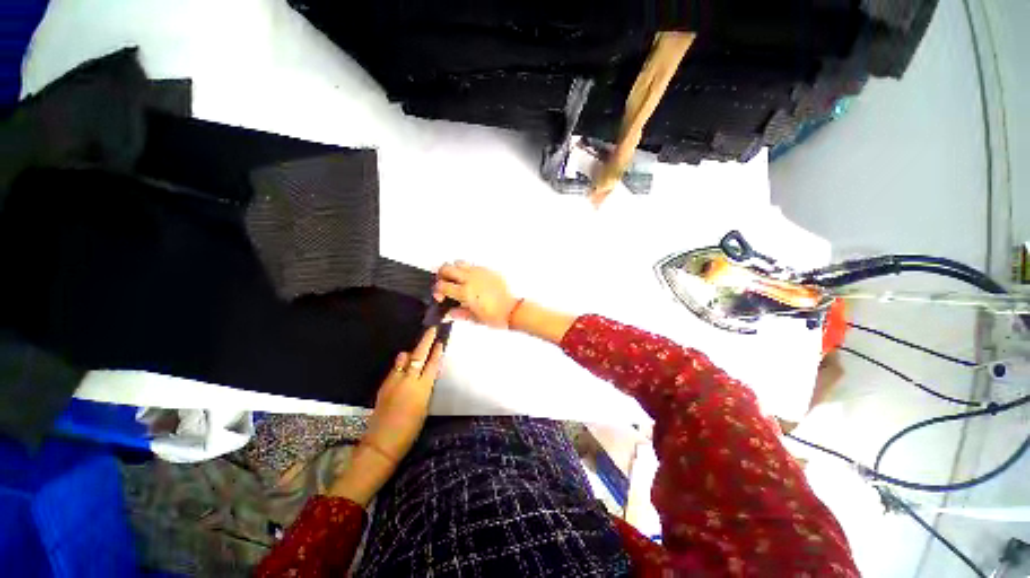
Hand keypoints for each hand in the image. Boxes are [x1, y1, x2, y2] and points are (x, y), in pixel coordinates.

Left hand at [328, 327, 443, 505]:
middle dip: (426, 341)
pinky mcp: (384, 386)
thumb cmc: (410, 430)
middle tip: (432, 330)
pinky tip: (402, 364)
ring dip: (411, 353)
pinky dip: (401, 364)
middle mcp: (409, 381)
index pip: (432, 364)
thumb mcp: (423, 407)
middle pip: (419, 356)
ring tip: (416, 349)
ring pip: (404, 360)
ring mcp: (394, 382)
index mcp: (423, 388)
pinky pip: (395, 369)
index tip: (440, 341)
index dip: (437, 352)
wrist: (382, 443)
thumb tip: (423, 373)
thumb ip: (423, 387)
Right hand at [434, 261, 518, 328]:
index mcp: (464, 292)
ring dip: (454, 269)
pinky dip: (468, 270)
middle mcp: (470, 279)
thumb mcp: (473, 318)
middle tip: (444, 284)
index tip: (440, 297)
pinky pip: (473, 265)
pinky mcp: (488, 270)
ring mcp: (479, 272)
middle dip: (441, 275)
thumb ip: (458, 314)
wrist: (512, 310)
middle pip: (446, 268)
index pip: (441, 285)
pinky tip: (472, 281)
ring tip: (457, 280)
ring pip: (459, 262)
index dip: (437, 291)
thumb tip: (448, 314)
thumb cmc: (495, 316)